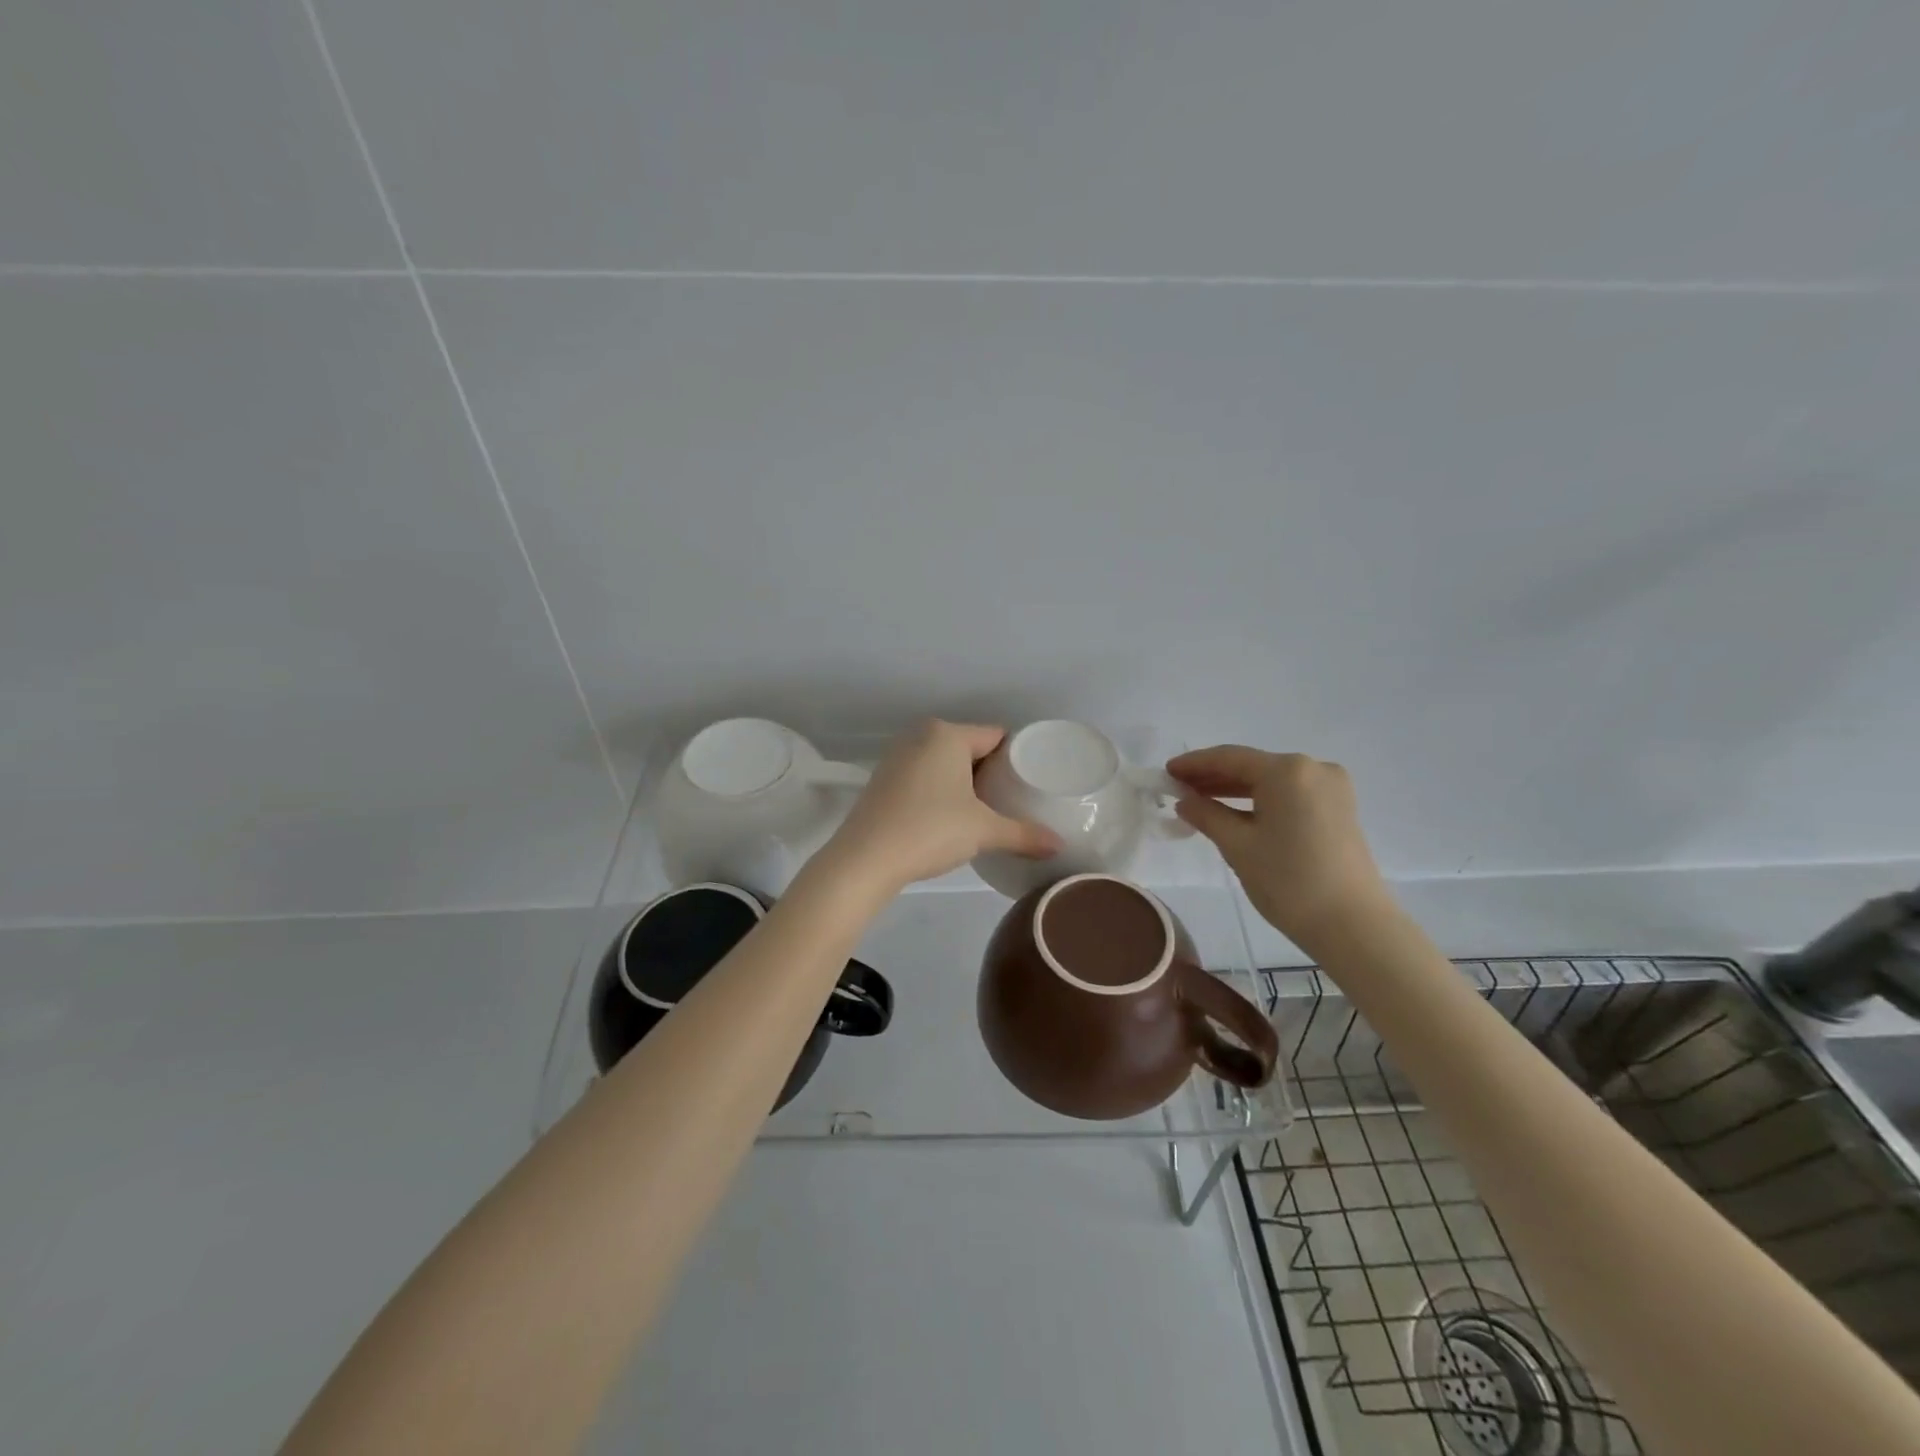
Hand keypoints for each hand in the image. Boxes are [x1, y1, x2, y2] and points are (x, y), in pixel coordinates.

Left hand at [819, 721, 1059, 896]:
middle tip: (1015, 801)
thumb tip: (1059, 846)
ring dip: (966, 783)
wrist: (865, 859)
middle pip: (971, 748)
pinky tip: (951, 817)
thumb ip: (1024, 834)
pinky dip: (941, 790)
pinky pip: (925, 776)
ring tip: (988, 811)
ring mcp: (897, 757)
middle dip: (992, 772)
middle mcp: (920, 736)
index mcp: (947, 734)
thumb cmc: (930, 830)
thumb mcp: (983, 831)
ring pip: (946, 763)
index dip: (1018, 758)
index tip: (1033, 783)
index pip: (996, 736)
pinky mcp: (883, 779)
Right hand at [1168, 746, 1393, 944]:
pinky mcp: (1338, 808)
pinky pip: (1289, 794)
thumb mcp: (1238, 846)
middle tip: (1178, 788)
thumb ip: (1206, 815)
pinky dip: (1260, 800)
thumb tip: (1184, 801)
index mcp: (1287, 770)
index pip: (1230, 757)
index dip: (1194, 764)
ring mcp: (1331, 787)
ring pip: (1271, 780)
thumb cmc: (1288, 880)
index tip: (1166, 772)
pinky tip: (1235, 812)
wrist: (1352, 924)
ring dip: (1235, 789)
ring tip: (1199, 800)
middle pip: (1252, 766)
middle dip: (1213, 776)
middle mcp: (1312, 767)